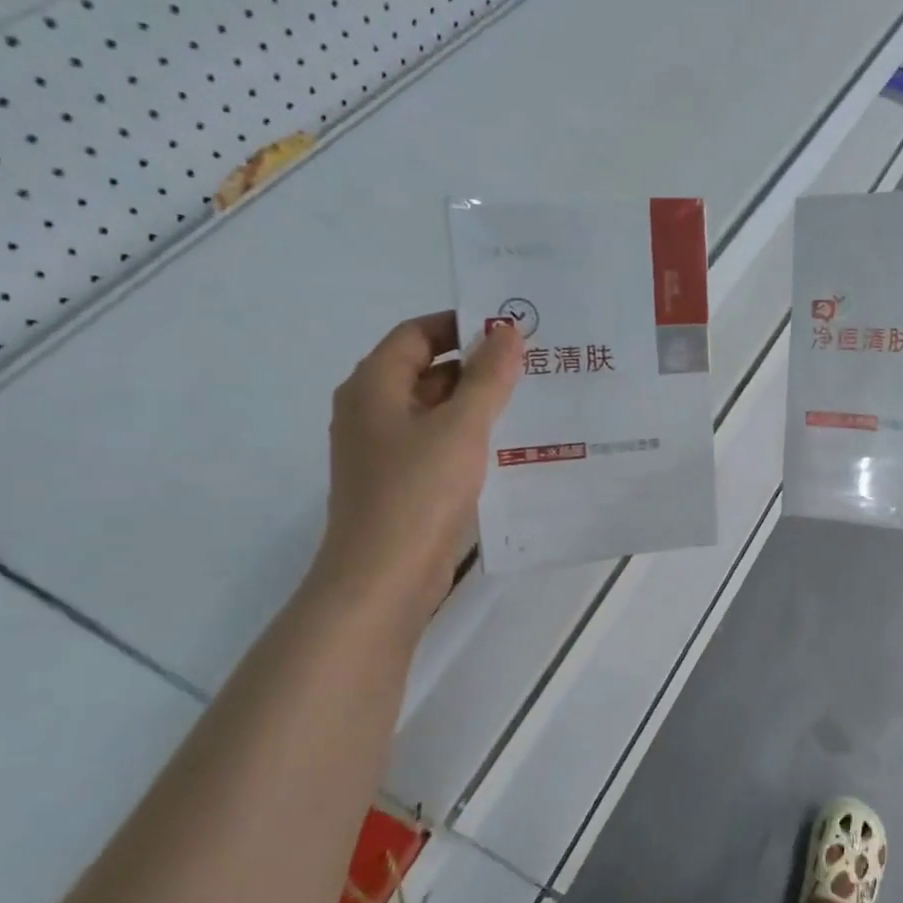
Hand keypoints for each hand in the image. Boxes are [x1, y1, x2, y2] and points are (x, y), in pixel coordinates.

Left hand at [315, 312, 521, 608]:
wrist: (383, 577)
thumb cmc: (419, 491)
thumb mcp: (462, 427)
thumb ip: (488, 377)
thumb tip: (507, 331)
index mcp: (374, 385)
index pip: (418, 333)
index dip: (462, 325)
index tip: (510, 329)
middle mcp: (371, 410)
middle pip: (426, 370)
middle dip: (477, 365)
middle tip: (531, 365)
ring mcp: (383, 449)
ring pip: (434, 410)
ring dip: (476, 403)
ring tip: (530, 401)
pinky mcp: (399, 482)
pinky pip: (436, 443)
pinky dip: (468, 437)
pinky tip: (507, 445)